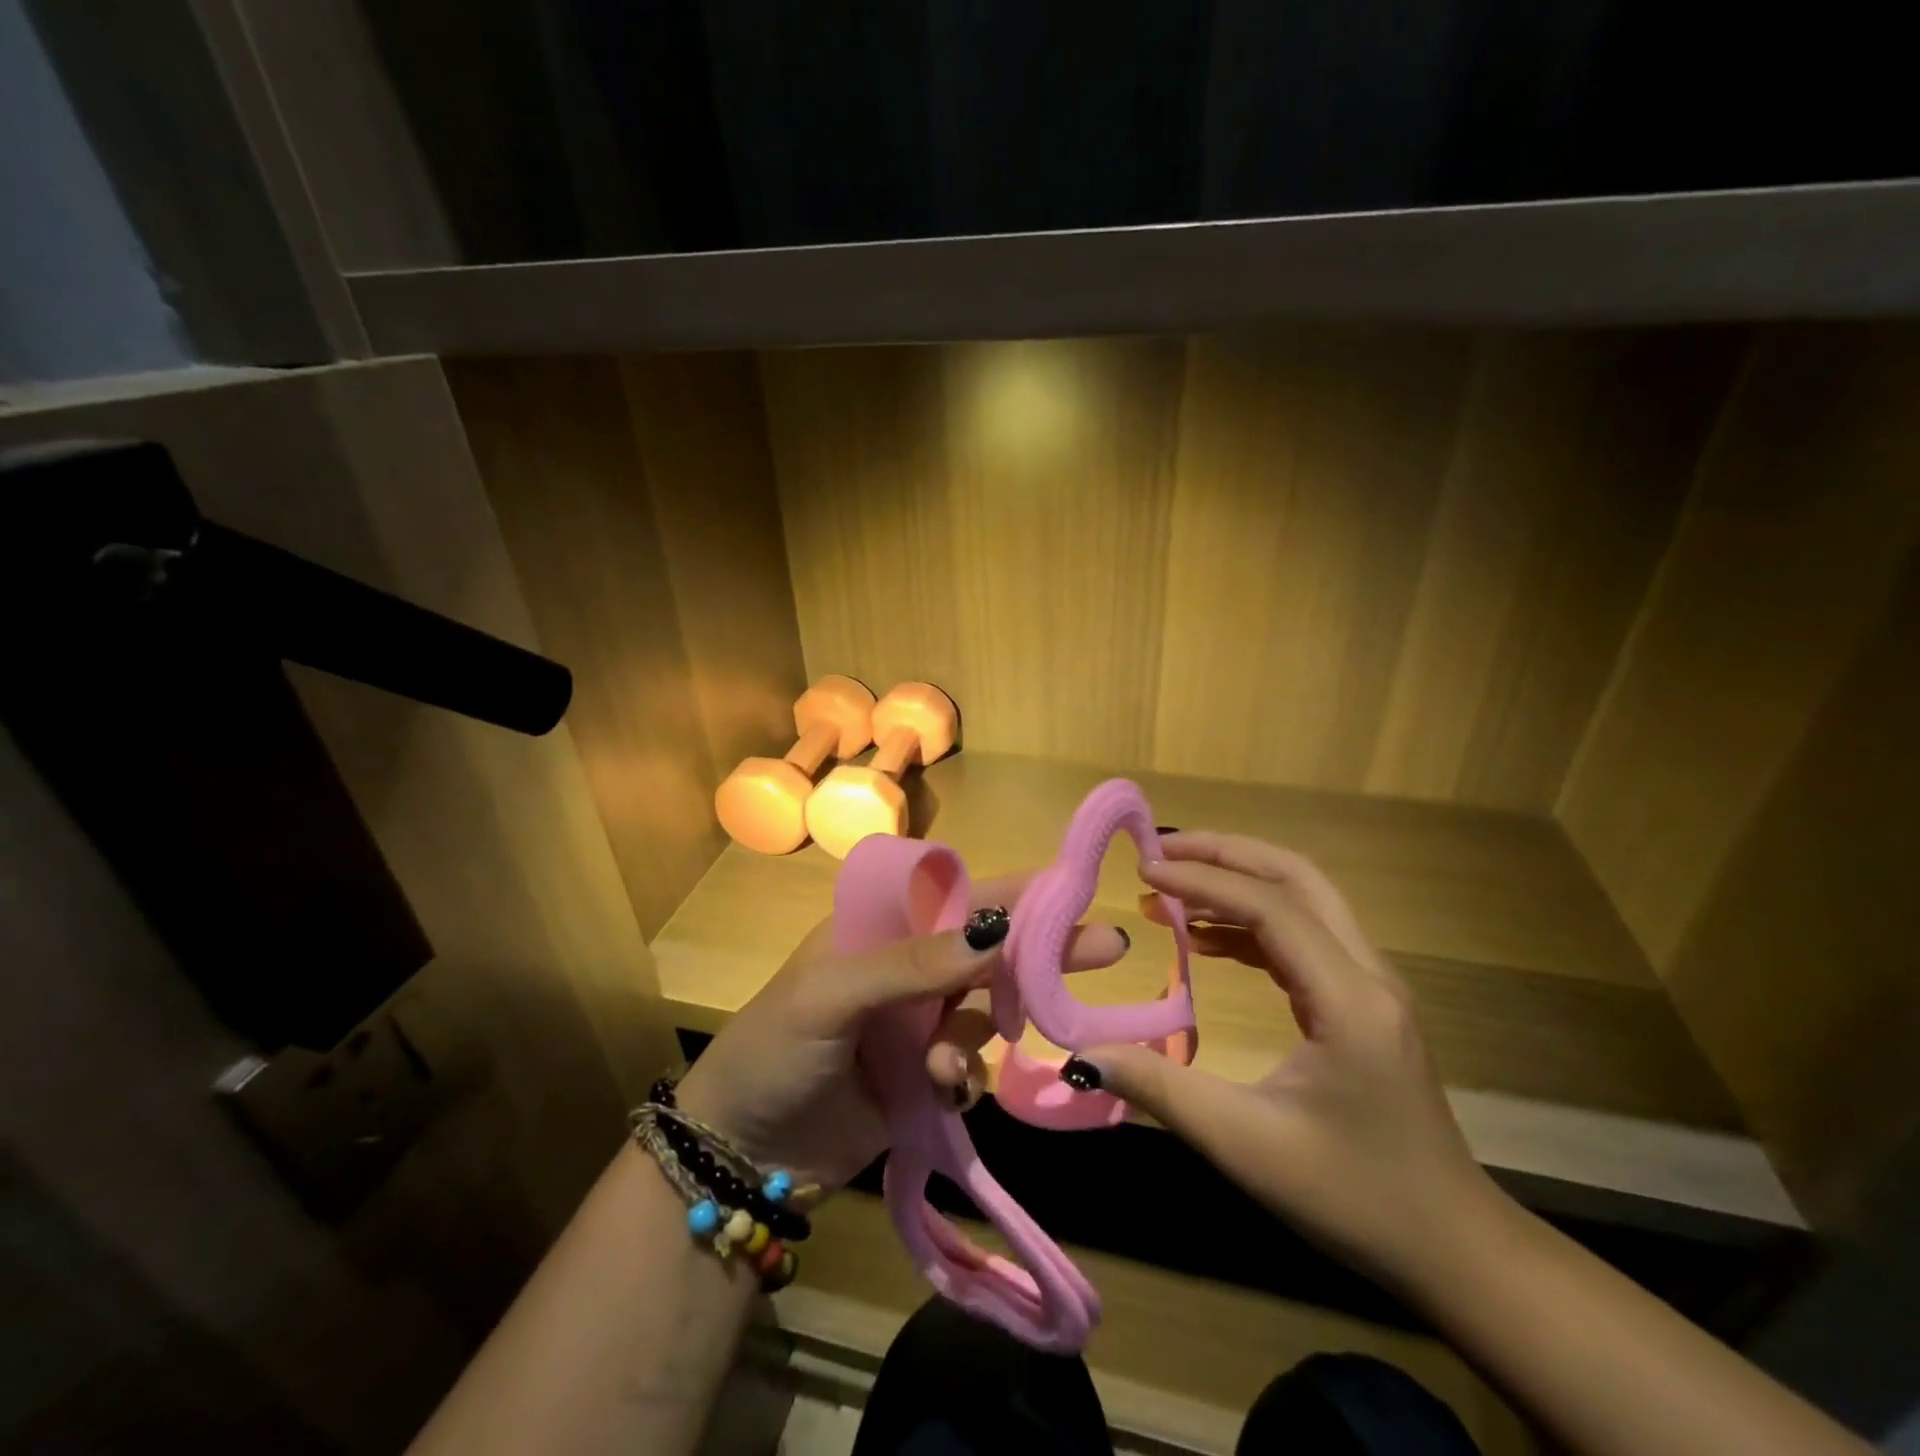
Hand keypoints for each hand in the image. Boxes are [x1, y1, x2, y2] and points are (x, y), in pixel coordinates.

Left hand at [676, 872, 1126, 1192]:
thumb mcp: (832, 995)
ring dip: (978, 1033)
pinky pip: (970, 1062)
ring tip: (944, 1067)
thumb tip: (994, 928)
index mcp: (878, 928)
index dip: (1013, 891)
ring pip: (983, 1010)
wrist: (740, 1155)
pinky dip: (964, 1074)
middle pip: (985, 949)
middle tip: (1107, 947)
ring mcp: (916, 1023)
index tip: (1073, 888)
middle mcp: (905, 967)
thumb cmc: (774, 1051)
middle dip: (1038, 951)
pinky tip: (941, 1090)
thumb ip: (912, 963)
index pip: (956, 895)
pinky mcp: (924, 1075)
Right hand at [1070, 832, 1502, 1287]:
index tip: (1143, 872)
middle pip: (1297, 878)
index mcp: (1349, 1000)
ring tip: (1173, 890)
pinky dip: (1252, 923)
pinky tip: (1206, 941)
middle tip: (1161, 852)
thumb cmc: (1353, 1198)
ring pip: (1304, 901)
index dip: (1202, 881)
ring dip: (1239, 883)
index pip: (1270, 908)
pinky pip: (1304, 938)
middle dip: (1226, 854)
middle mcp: (1368, 975)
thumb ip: (1161, 1090)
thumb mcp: (1246, 1145)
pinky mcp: (1363, 1003)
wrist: (1453, 1248)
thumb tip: (1084, 1053)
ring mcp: (1371, 986)